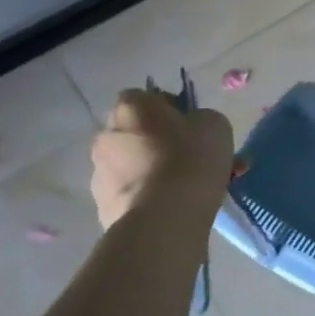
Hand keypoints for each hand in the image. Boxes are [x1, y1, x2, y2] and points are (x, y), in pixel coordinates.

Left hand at [90, 89, 234, 228]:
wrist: (164, 218)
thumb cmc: (191, 158)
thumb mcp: (214, 124)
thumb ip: (200, 119)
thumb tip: (191, 129)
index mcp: (131, 107)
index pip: (145, 97)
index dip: (169, 108)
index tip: (190, 125)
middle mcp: (106, 136)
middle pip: (138, 133)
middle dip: (161, 143)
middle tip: (193, 158)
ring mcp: (100, 174)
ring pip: (136, 166)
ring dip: (157, 171)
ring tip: (191, 189)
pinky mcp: (103, 207)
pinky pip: (133, 194)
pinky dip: (151, 197)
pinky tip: (177, 208)